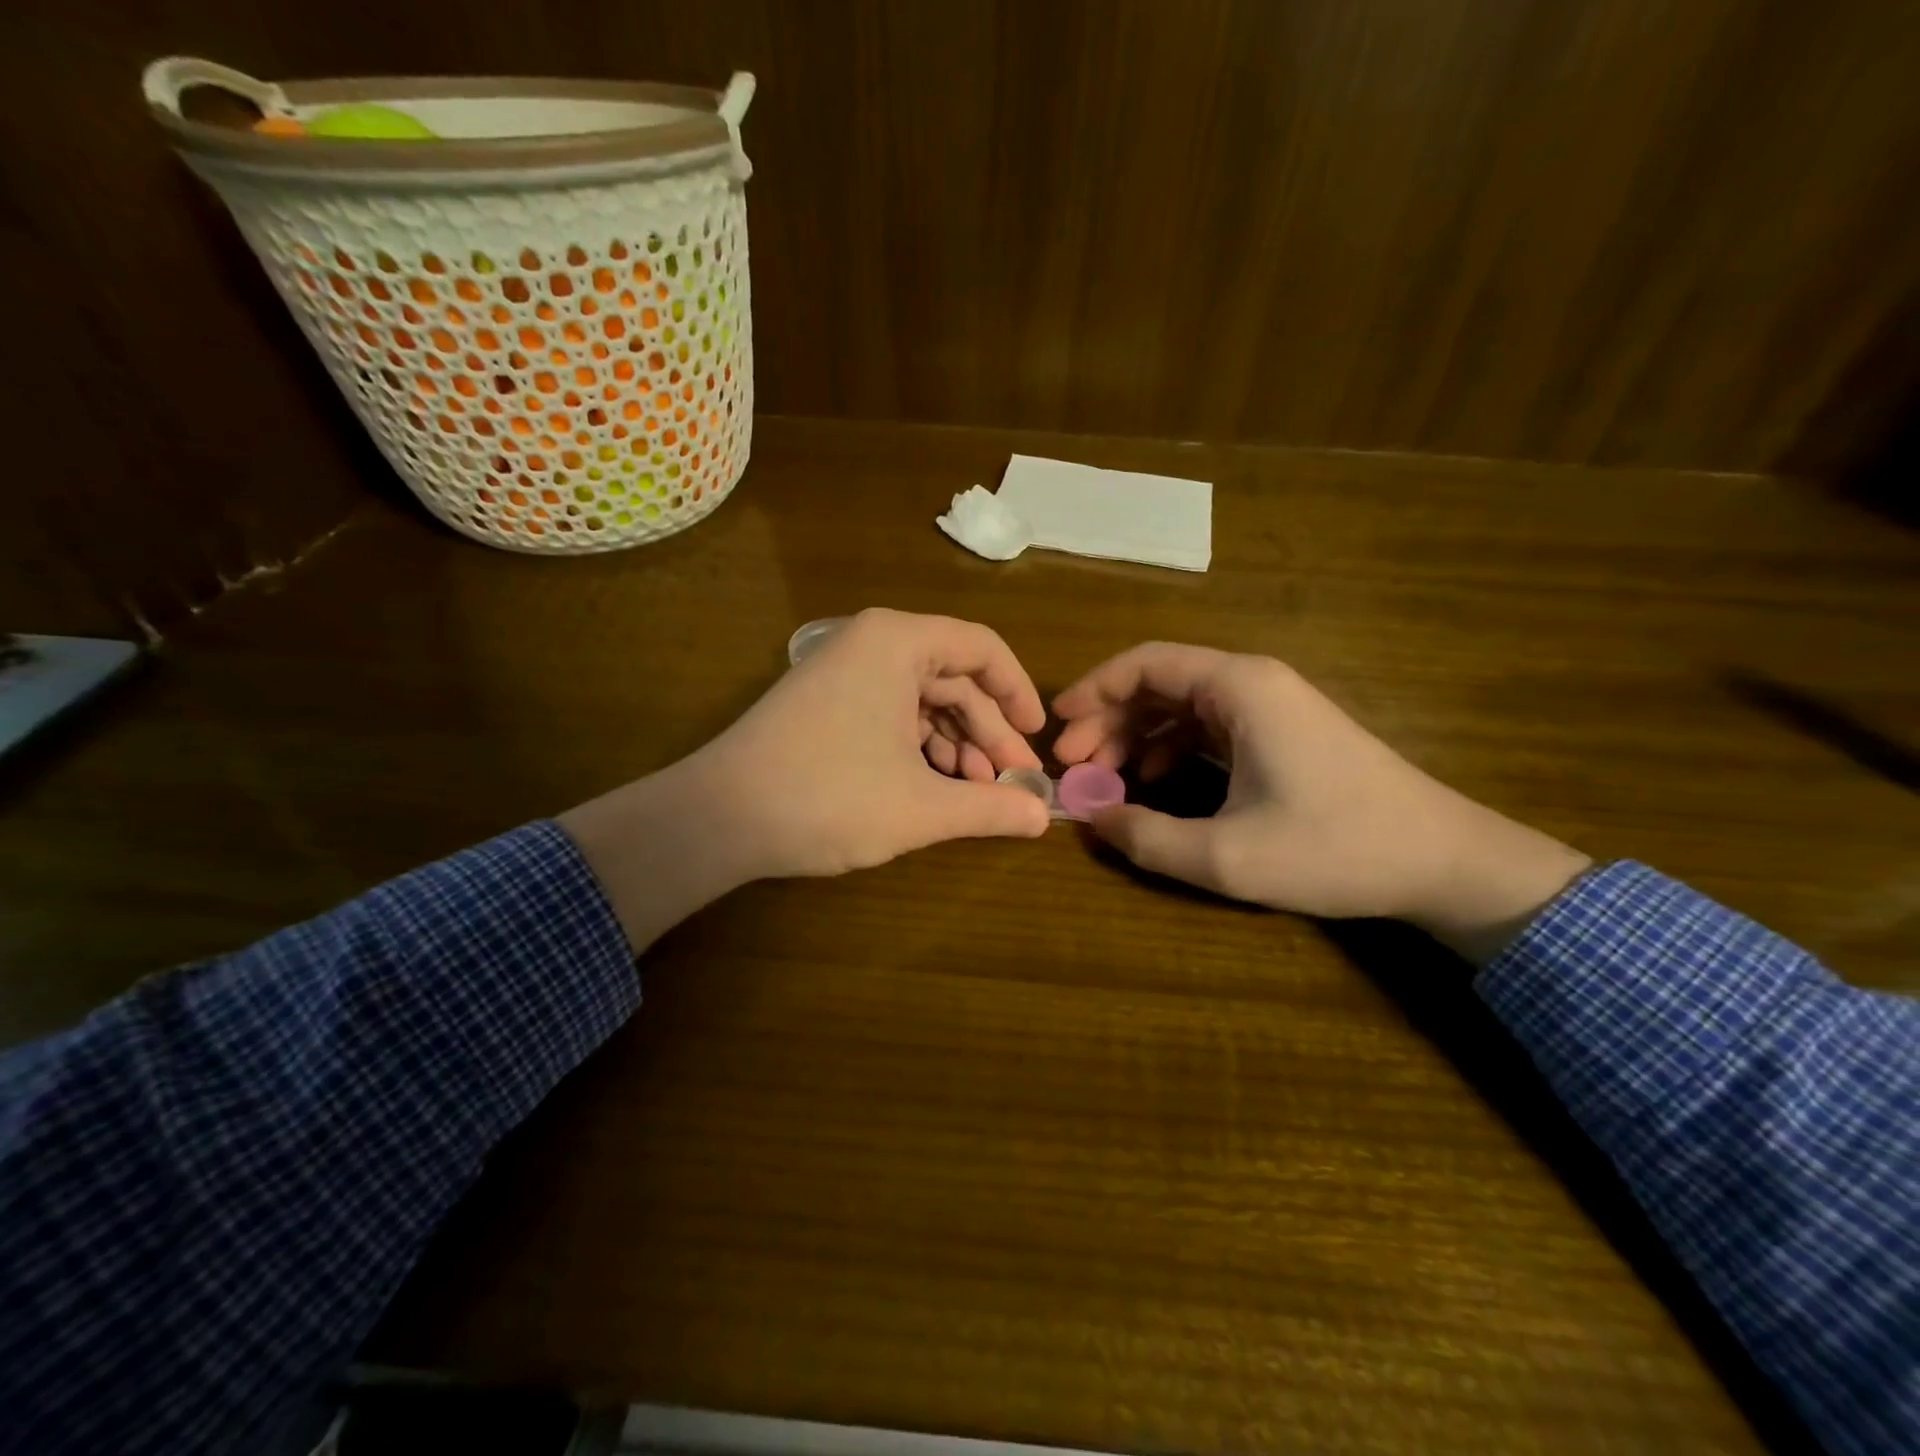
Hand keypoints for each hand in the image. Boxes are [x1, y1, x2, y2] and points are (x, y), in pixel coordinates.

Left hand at [562, 610, 1051, 949]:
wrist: (718, 818)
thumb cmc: (829, 797)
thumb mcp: (922, 807)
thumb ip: (990, 808)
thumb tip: (1043, 817)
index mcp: (898, 642)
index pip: (982, 648)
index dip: (1019, 692)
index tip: (1038, 737)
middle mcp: (871, 644)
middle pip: (953, 678)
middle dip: (987, 732)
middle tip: (1012, 781)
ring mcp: (843, 673)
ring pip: (922, 700)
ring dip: (955, 745)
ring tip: (975, 792)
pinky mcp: (824, 704)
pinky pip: (890, 714)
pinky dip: (919, 748)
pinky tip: (934, 787)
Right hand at [1053, 643, 1590, 961]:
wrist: (1443, 862)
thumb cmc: (1336, 849)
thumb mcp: (1227, 856)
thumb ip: (1147, 838)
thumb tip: (1092, 820)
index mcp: (1239, 688)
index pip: (1146, 663)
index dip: (1093, 689)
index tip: (1058, 726)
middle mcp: (1252, 683)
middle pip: (1159, 683)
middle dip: (1109, 720)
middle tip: (1075, 766)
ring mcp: (1270, 707)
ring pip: (1181, 706)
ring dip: (1136, 737)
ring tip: (1105, 779)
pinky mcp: (1281, 733)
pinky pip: (1207, 727)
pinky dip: (1170, 750)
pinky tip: (1154, 784)